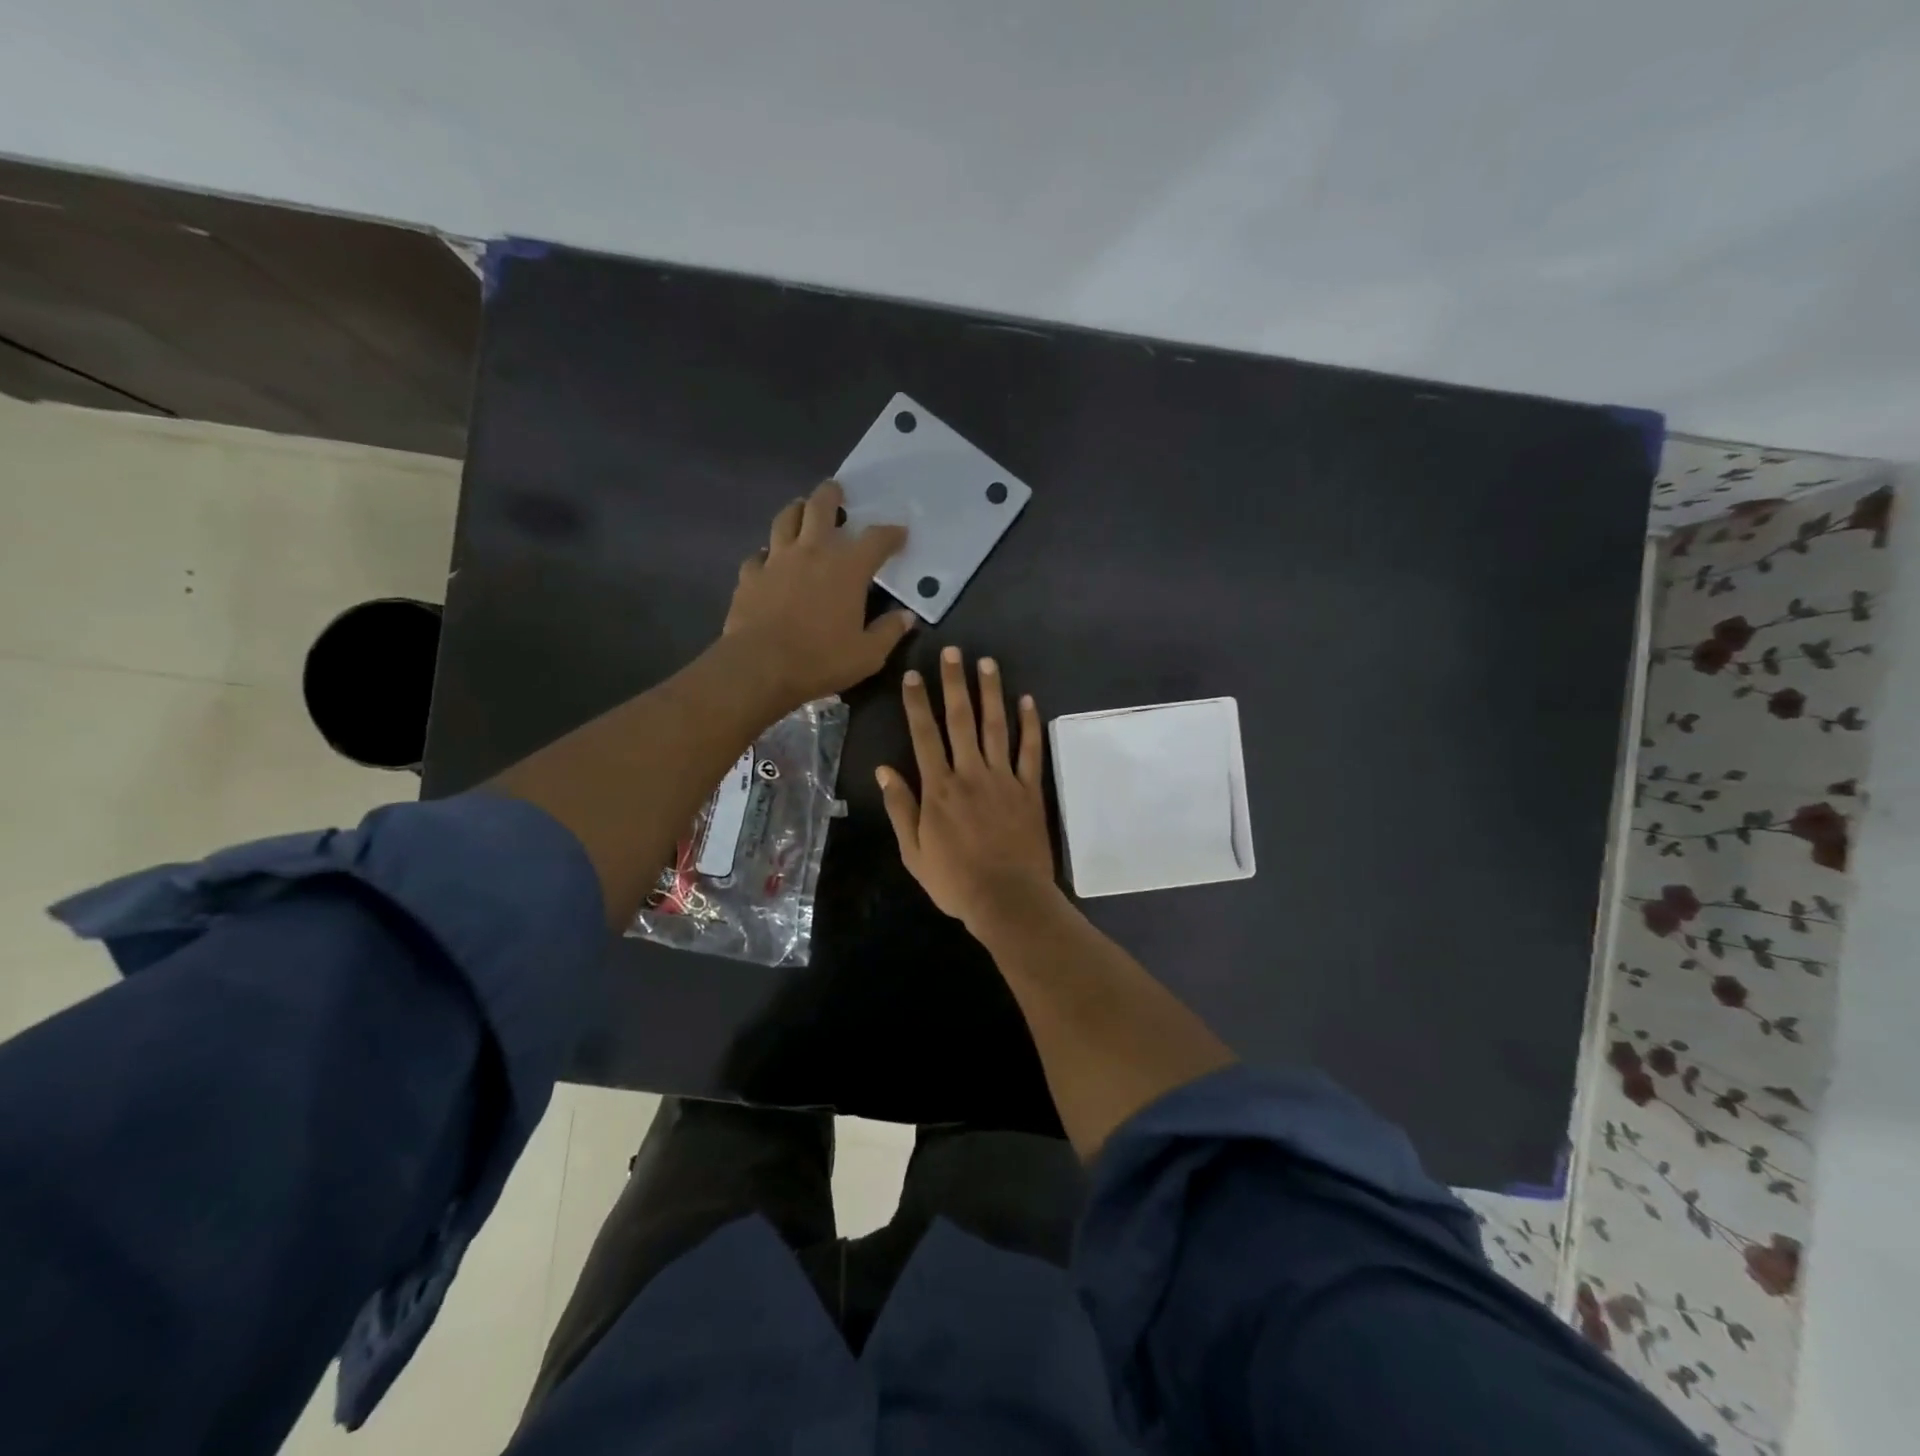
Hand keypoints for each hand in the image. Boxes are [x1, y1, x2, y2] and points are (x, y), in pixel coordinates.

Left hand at [724, 480, 916, 706]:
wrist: (760, 667)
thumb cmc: (821, 660)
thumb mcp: (868, 655)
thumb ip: (889, 632)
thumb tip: (906, 617)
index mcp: (847, 569)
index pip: (876, 540)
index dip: (891, 533)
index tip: (900, 533)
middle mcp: (812, 553)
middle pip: (820, 507)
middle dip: (832, 495)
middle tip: (837, 491)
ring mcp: (776, 560)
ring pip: (785, 519)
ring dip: (796, 510)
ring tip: (801, 510)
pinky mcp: (750, 576)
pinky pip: (759, 555)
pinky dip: (768, 553)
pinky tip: (770, 560)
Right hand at [876, 646, 1057, 932]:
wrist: (1007, 899)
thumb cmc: (954, 880)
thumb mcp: (914, 851)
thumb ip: (901, 808)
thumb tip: (884, 770)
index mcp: (939, 788)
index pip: (924, 736)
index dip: (917, 703)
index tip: (912, 675)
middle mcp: (970, 773)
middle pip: (960, 720)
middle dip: (954, 683)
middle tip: (953, 652)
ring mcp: (1003, 779)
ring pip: (996, 727)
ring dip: (991, 693)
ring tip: (987, 662)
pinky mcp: (1029, 790)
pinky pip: (1030, 751)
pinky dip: (1029, 725)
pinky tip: (1028, 700)